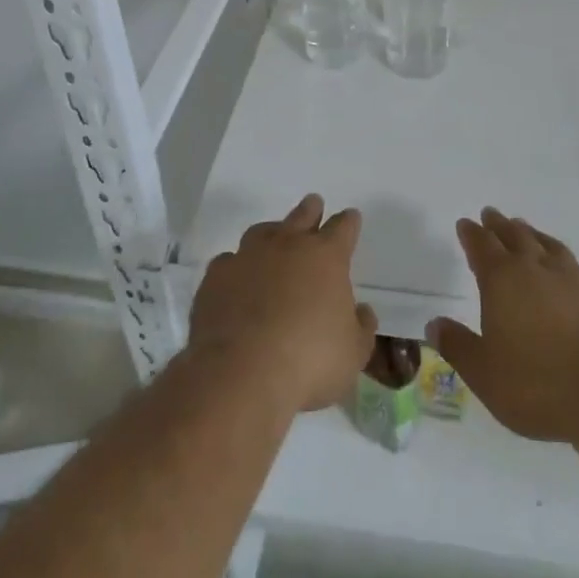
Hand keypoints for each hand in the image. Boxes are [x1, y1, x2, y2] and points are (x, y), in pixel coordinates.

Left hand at [188, 194, 377, 412]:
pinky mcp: (216, 276)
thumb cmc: (309, 361)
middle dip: (311, 210)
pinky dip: (237, 266)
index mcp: (326, 257)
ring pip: (262, 231)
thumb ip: (361, 327)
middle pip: (302, 216)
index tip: (351, 218)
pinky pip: (229, 261)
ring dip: (272, 232)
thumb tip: (362, 311)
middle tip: (314, 204)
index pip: (343, 228)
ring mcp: (248, 256)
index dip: (349, 222)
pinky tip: (237, 278)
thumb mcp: (353, 354)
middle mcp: (287, 245)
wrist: (241, 373)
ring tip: (274, 237)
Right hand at [428, 208, 578, 445]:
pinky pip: (573, 263)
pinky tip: (564, 267)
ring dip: (531, 234)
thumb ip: (458, 346)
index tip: (465, 223)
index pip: (482, 247)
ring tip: (524, 229)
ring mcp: (573, 277)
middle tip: (491, 215)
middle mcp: (536, 268)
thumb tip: (433, 324)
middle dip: (499, 226)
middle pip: (514, 236)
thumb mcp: (485, 374)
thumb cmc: (539, 386)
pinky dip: (559, 257)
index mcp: (503, 280)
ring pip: (546, 244)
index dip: (472, 234)